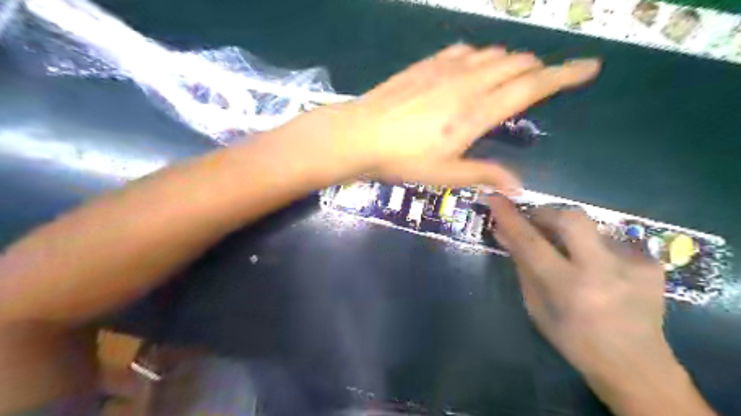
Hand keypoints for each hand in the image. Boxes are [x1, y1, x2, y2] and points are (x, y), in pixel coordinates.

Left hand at [268, 44, 600, 189]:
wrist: (358, 135)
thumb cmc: (402, 160)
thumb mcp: (444, 174)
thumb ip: (483, 175)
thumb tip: (518, 188)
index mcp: (477, 112)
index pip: (532, 87)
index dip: (565, 75)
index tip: (589, 66)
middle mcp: (468, 82)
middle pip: (516, 63)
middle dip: (536, 69)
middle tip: (540, 83)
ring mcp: (445, 68)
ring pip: (491, 53)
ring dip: (508, 61)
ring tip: (507, 77)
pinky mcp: (426, 64)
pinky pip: (463, 50)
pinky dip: (477, 56)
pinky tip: (470, 67)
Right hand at [491, 196, 714, 414]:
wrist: (636, 365)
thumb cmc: (574, 340)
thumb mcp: (537, 308)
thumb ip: (522, 267)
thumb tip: (503, 233)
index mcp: (569, 288)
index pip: (531, 242)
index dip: (510, 217)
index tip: (496, 198)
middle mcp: (603, 271)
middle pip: (571, 217)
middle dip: (546, 212)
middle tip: (535, 221)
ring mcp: (633, 265)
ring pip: (591, 226)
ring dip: (570, 233)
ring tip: (569, 254)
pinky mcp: (651, 263)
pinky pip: (610, 240)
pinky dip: (594, 246)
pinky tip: (598, 267)